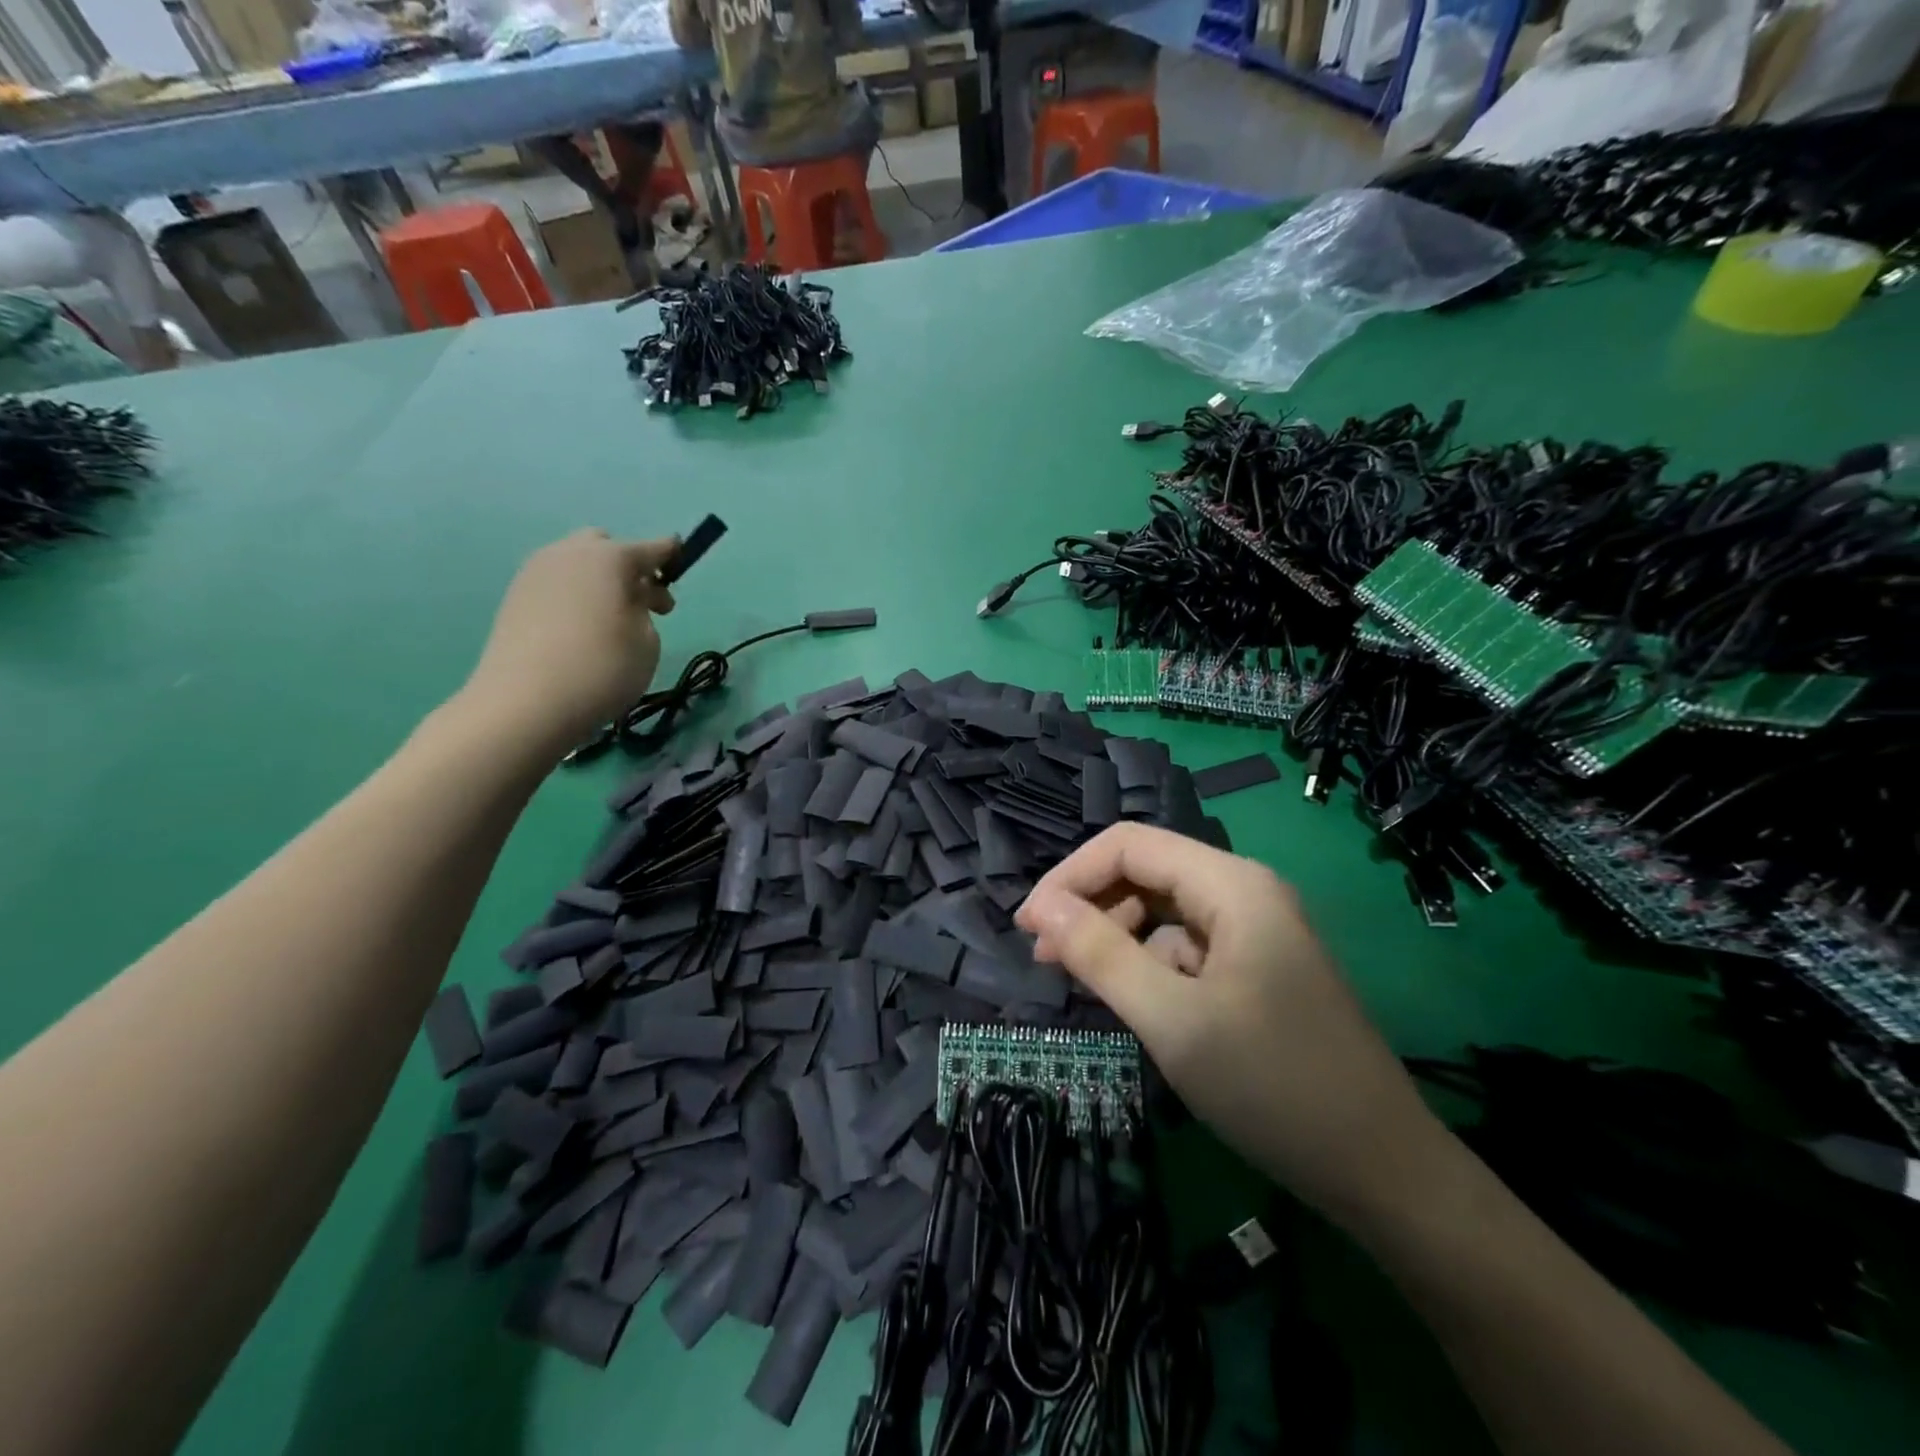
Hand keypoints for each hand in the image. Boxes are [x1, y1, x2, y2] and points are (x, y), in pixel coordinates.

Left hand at [460, 530, 676, 753]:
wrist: (526, 703)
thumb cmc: (603, 668)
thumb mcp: (647, 640)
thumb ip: (644, 608)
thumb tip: (629, 598)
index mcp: (610, 557)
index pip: (651, 548)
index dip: (670, 554)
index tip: (681, 561)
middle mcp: (570, 553)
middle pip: (607, 546)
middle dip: (629, 567)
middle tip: (645, 604)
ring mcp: (536, 572)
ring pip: (577, 563)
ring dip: (600, 582)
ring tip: (612, 621)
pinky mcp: (515, 597)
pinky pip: (557, 584)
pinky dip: (576, 596)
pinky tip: (582, 630)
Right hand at [1016, 823, 1442, 1221]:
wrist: (1384, 1174)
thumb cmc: (1272, 1086)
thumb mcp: (1171, 1020)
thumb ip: (1101, 955)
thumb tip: (1041, 908)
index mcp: (1232, 885)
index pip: (1129, 845)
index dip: (1070, 876)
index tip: (1028, 928)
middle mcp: (1245, 892)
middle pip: (1146, 874)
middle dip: (1091, 907)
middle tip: (1046, 959)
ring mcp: (1255, 932)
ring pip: (1163, 913)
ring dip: (1117, 938)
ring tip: (1083, 982)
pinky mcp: (1257, 969)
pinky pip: (1187, 948)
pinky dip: (1150, 965)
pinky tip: (1136, 1004)